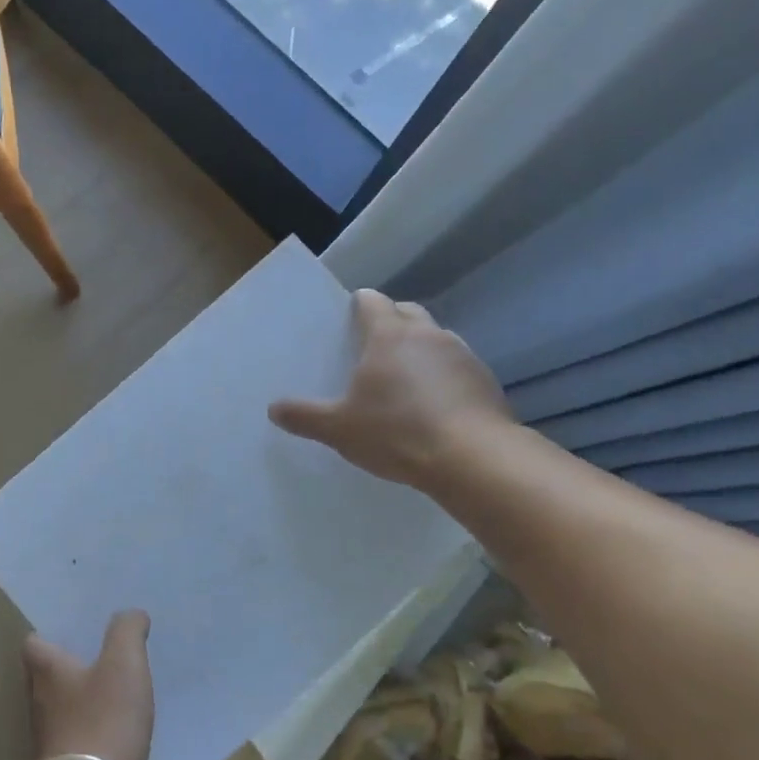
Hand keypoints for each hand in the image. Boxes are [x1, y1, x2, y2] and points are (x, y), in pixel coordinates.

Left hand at [23, 611, 153, 759]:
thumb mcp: (123, 663)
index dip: (50, 634)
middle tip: (100, 654)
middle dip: (70, 665)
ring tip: (114, 690)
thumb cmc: (104, 720)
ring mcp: (50, 739)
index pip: (34, 643)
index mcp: (47, 671)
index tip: (74, 630)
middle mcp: (39, 702)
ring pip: (62, 708)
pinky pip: (78, 738)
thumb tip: (131, 614)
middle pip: (47, 676)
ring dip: (82, 700)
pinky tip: (118, 730)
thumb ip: (127, 631)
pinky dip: (94, 730)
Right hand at [268, 289, 513, 490]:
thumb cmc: (396, 432)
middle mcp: (427, 334)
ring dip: (419, 349)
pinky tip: (435, 404)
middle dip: (390, 321)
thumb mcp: (339, 429)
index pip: (371, 301)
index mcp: (388, 335)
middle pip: (406, 312)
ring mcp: (461, 354)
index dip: (358, 306)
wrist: (472, 458)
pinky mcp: (485, 379)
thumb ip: (304, 416)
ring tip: (404, 379)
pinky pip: (456, 365)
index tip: (348, 320)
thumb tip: (273, 409)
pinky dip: (443, 375)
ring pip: (435, 338)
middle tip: (371, 348)